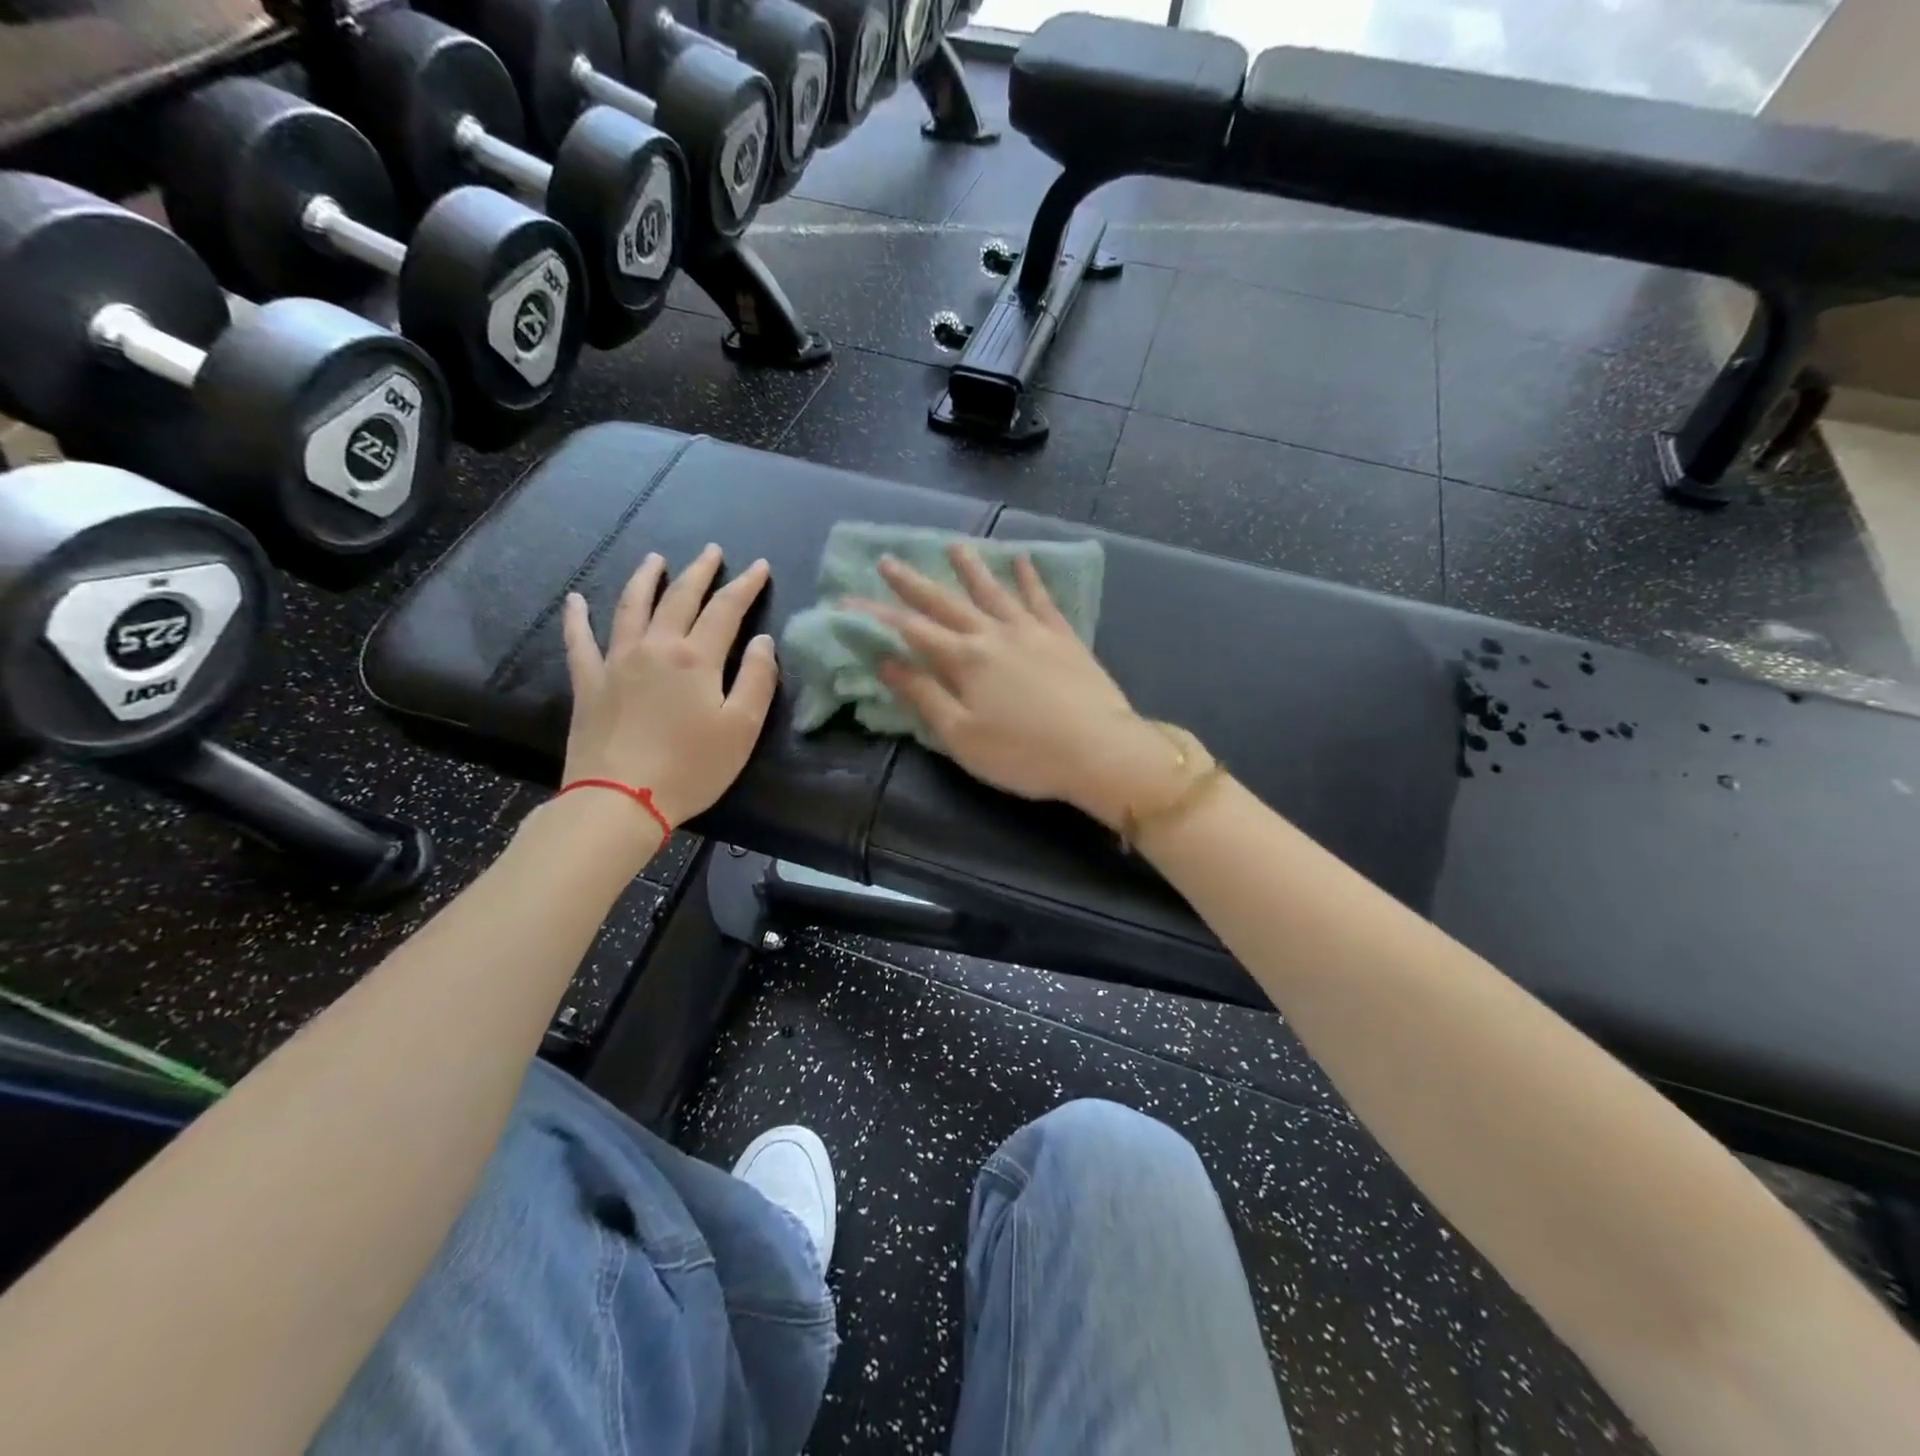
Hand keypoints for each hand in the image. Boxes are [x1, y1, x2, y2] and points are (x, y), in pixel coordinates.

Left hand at [561, 546, 777, 830]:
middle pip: (680, 599)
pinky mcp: (589, 683)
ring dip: (646, 580)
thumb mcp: (742, 728)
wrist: (621, 799)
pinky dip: (577, 617)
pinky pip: (579, 641)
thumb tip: (763, 641)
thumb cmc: (691, 767)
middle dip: (700, 572)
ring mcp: (616, 662)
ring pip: (632, 607)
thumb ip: (758, 680)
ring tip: (655, 560)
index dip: (745, 586)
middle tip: (712, 552)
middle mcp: (655, 647)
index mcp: (696, 658)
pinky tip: (575, 600)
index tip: (759, 567)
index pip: (726, 610)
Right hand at [849, 544, 1183, 830]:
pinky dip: (1030, 577)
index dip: (876, 615)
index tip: (847, 600)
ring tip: (953, 545)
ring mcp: (1032, 630)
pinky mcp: (1063, 636)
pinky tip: (1023, 559)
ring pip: (994, 590)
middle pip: (946, 603)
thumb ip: (924, 696)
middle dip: (913, 583)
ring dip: (970, 567)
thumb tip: (886, 661)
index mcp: (965, 660)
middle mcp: (994, 634)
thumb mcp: (961, 735)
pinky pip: (1041, 598)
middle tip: (888, 560)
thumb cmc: (1023, 754)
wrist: (1099, 750)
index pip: (910, 630)